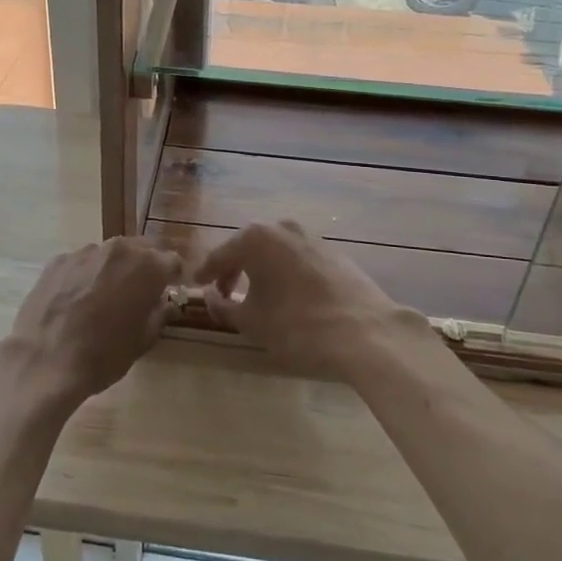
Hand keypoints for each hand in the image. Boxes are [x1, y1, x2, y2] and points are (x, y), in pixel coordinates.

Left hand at [0, 237, 182, 409]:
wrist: (44, 362)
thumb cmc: (104, 355)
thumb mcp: (143, 340)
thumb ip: (160, 314)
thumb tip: (167, 303)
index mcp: (147, 267)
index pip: (172, 261)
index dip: (173, 276)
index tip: (169, 290)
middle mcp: (118, 249)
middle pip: (141, 249)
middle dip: (145, 267)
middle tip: (139, 292)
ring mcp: (85, 252)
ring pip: (110, 254)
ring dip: (114, 268)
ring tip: (104, 296)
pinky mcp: (58, 260)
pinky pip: (82, 262)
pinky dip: (86, 274)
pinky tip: (76, 299)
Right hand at [192, 220, 430, 380]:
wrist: (365, 333)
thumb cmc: (297, 326)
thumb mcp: (251, 321)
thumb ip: (223, 305)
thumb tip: (210, 295)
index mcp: (256, 237)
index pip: (220, 254)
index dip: (205, 272)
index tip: (195, 286)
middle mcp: (282, 227)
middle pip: (247, 247)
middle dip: (234, 269)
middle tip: (224, 293)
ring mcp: (311, 237)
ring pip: (274, 251)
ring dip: (261, 270)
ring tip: (256, 296)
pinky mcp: (333, 252)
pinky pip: (297, 258)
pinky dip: (284, 272)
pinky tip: (287, 295)